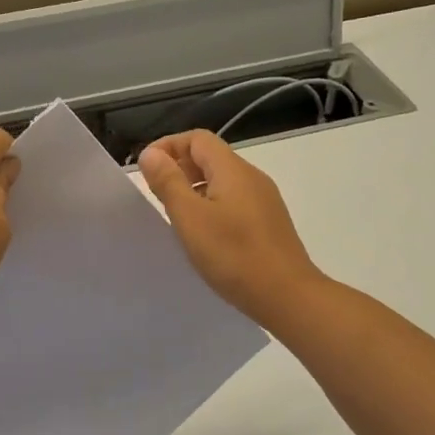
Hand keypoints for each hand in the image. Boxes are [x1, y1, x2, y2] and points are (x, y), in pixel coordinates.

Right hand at [139, 130, 328, 329]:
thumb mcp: (191, 218)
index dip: (168, 146)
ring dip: (195, 190)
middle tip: (156, 195)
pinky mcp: (269, 224)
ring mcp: (264, 201)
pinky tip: (203, 235)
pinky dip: (212, 207)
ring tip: (175, 216)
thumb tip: (150, 153)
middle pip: (211, 157)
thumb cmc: (234, 255)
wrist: (288, 296)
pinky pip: (234, 203)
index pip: (197, 138)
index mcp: (233, 170)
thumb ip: (169, 182)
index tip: (146, 170)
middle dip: (180, 168)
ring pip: (222, 182)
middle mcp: (252, 178)